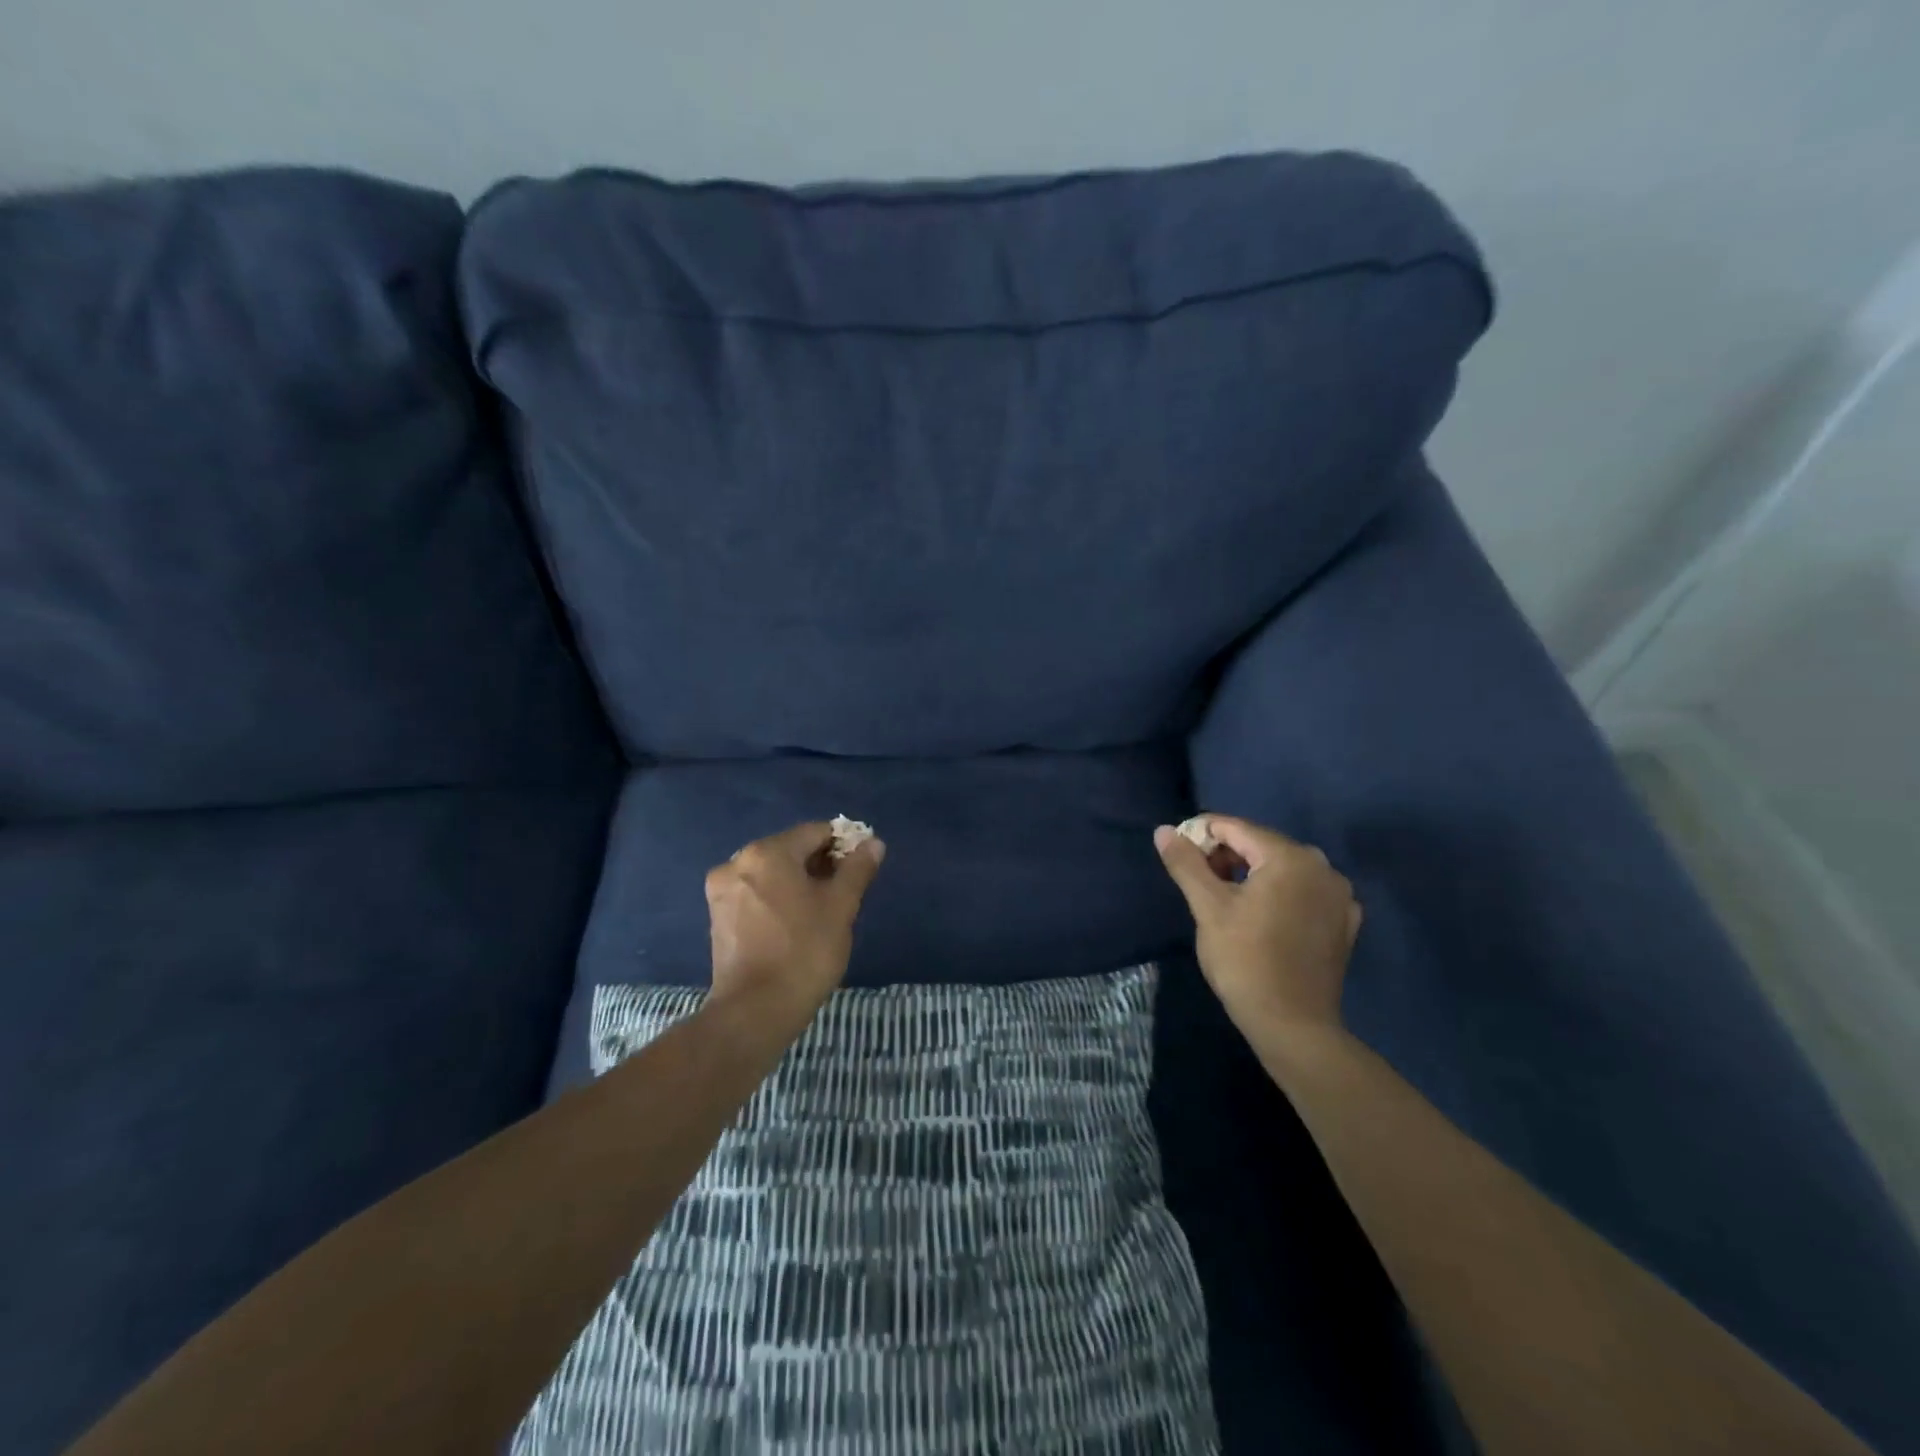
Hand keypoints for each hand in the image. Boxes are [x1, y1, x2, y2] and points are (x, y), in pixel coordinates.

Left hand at [704, 822, 885, 1035]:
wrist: (755, 1011)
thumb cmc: (805, 952)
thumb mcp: (841, 907)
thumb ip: (857, 869)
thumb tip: (873, 843)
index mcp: (767, 852)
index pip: (815, 832)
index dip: (843, 845)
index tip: (860, 869)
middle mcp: (737, 862)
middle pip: (790, 849)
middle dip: (820, 864)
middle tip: (845, 892)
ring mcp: (722, 890)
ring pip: (772, 872)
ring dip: (798, 881)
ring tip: (822, 911)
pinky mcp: (717, 916)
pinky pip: (755, 892)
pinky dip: (777, 898)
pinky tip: (795, 923)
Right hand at [1154, 814, 1361, 1050]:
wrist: (1292, 1026)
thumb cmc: (1245, 960)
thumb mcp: (1208, 908)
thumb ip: (1186, 863)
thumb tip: (1164, 830)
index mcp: (1290, 857)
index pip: (1236, 828)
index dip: (1201, 834)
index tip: (1177, 853)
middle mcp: (1323, 867)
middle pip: (1262, 845)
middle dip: (1226, 855)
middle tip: (1197, 880)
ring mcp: (1339, 895)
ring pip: (1283, 868)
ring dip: (1251, 874)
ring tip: (1224, 899)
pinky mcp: (1344, 922)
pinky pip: (1304, 892)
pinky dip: (1280, 894)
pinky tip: (1262, 917)